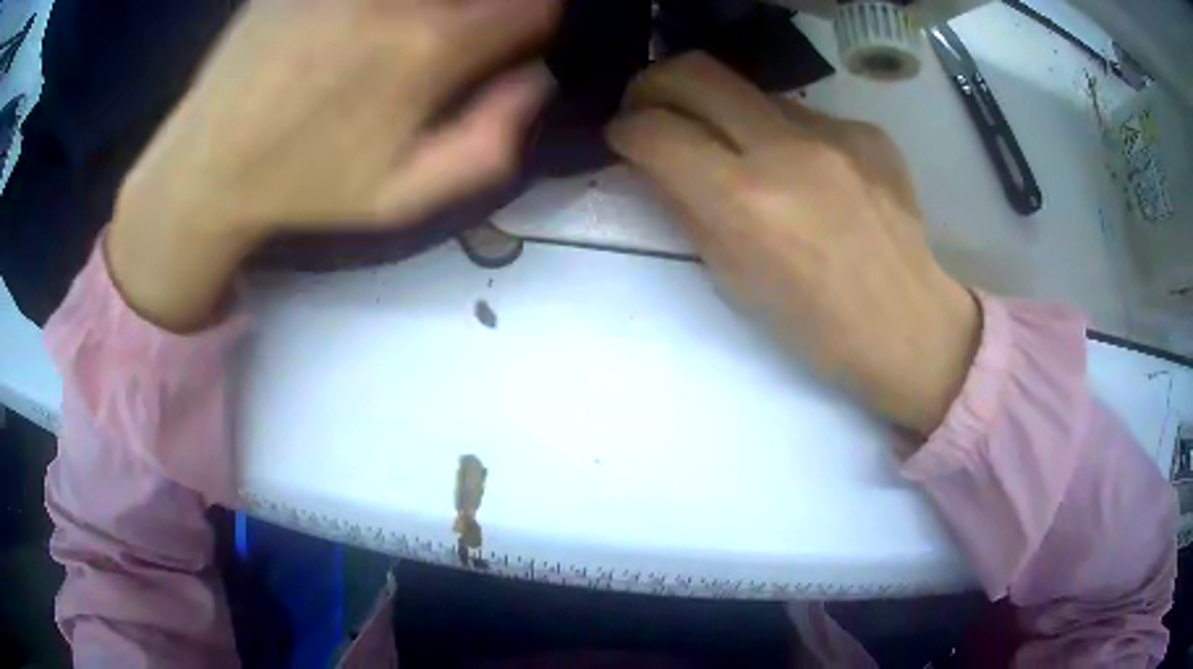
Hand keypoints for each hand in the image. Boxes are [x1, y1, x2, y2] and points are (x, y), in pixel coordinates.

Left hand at [108, 0, 559, 329]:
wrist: (209, 165)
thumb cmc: (305, 186)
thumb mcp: (400, 199)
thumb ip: (487, 146)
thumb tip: (539, 79)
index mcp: (426, 48)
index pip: (533, 4)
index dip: (538, 16)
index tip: (518, 34)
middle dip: (494, 2)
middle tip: (466, 28)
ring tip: (411, 31)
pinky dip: (383, 0)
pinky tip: (367, 22)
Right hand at [606, 53, 978, 435]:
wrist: (908, 327)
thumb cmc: (814, 326)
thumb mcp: (731, 279)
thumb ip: (685, 210)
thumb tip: (656, 163)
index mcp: (743, 202)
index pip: (655, 130)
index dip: (625, 129)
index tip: (625, 137)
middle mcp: (786, 149)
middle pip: (694, 71)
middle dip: (654, 84)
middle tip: (653, 107)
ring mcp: (836, 133)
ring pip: (752, 93)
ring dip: (727, 114)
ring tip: (743, 154)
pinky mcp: (869, 132)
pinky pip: (806, 116)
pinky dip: (787, 136)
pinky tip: (808, 173)